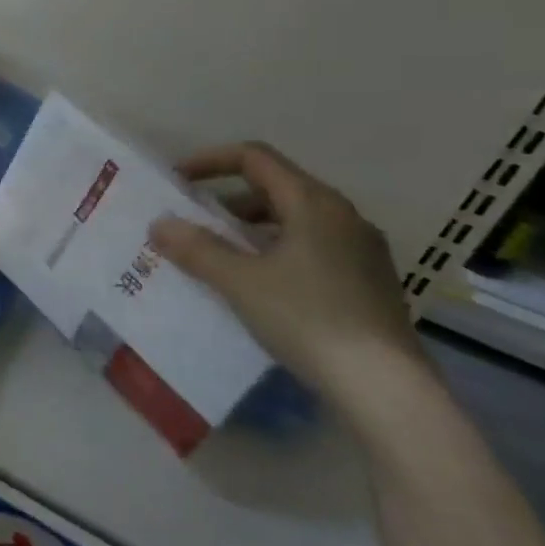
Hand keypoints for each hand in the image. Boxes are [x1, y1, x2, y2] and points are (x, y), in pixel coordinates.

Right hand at [147, 142, 431, 432]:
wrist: (385, 387)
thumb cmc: (307, 319)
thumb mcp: (240, 282)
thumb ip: (196, 248)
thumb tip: (159, 224)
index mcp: (314, 203)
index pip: (256, 158)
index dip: (211, 161)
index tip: (177, 180)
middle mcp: (343, 216)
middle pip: (277, 188)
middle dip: (229, 200)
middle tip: (195, 223)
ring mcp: (362, 250)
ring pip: (296, 221)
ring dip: (252, 230)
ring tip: (221, 257)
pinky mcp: (370, 282)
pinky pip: (313, 249)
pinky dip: (278, 253)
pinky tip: (261, 288)